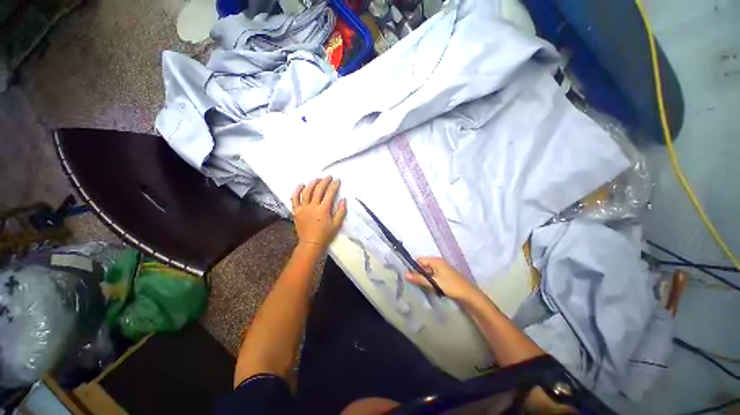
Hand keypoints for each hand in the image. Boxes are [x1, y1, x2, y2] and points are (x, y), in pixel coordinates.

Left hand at [291, 176, 346, 250]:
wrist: (311, 244)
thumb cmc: (325, 235)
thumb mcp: (337, 224)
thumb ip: (341, 211)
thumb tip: (344, 199)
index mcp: (323, 210)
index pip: (329, 193)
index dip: (334, 185)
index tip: (337, 181)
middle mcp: (312, 207)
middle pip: (318, 189)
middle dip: (324, 181)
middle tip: (329, 177)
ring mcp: (302, 208)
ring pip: (306, 191)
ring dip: (312, 183)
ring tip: (317, 179)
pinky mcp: (296, 211)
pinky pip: (294, 198)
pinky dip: (297, 190)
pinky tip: (301, 185)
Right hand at [405, 258, 478, 300]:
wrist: (469, 295)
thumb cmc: (451, 286)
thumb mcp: (434, 282)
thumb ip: (419, 278)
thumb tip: (405, 274)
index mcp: (436, 261)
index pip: (420, 260)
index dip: (413, 267)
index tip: (408, 276)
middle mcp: (438, 263)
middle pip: (424, 266)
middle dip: (418, 274)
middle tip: (413, 283)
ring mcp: (442, 269)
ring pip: (428, 272)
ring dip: (424, 279)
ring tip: (419, 286)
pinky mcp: (445, 276)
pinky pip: (433, 276)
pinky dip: (430, 281)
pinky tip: (428, 288)